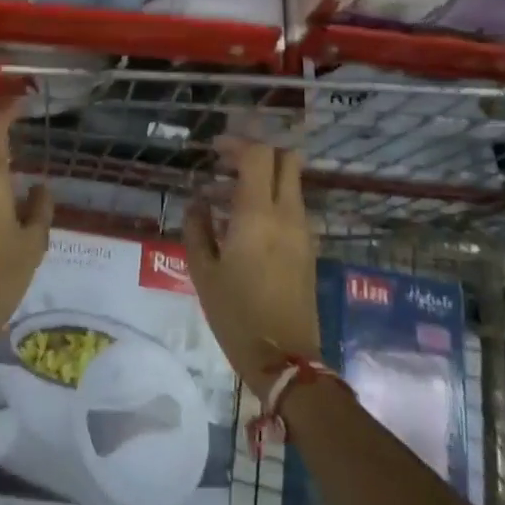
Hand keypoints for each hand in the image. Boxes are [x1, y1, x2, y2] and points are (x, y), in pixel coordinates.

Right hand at [183, 142, 320, 398]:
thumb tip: (197, 202)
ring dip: (261, 179)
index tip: (213, 151)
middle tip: (225, 166)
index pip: (258, 155)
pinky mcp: (308, 248)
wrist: (286, 361)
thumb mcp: (203, 272)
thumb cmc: (236, 315)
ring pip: (289, 183)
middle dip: (256, 153)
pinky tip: (242, 226)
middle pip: (286, 159)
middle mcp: (287, 215)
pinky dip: (270, 201)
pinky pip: (291, 207)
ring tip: (222, 201)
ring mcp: (303, 231)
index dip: (236, 144)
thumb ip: (196, 228)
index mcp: (258, 215)